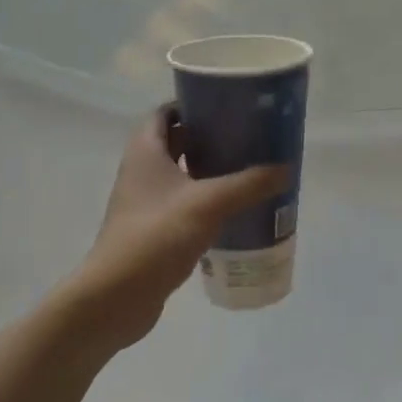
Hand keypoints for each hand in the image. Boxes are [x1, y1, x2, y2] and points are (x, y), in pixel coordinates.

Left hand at [65, 107, 289, 352]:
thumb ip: (249, 184)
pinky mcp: (152, 229)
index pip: (166, 112)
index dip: (194, 104)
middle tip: (246, 137)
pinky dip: (204, 200)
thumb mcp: (209, 203)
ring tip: (247, 170)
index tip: (227, 105)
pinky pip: (182, 203)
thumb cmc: (157, 234)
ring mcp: (144, 202)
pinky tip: (233, 209)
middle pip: (176, 141)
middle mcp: (141, 170)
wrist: (116, 297)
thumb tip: (285, 168)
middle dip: (209, 137)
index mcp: (146, 151)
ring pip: (181, 174)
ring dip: (209, 170)